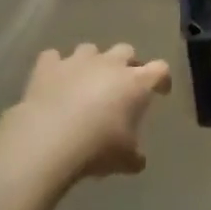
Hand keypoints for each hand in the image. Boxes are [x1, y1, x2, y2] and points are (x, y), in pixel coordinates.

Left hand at [7, 44, 170, 182]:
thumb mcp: (124, 160)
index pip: (160, 70)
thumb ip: (135, 156)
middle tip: (123, 84)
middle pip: (126, 50)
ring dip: (92, 63)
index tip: (161, 91)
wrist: (48, 141)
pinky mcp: (48, 66)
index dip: (162, 79)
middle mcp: (109, 64)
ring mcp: (77, 61)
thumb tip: (138, 159)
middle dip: (127, 64)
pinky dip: (55, 67)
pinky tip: (53, 80)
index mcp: (135, 83)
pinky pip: (53, 58)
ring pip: (90, 49)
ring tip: (86, 82)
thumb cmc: (97, 148)